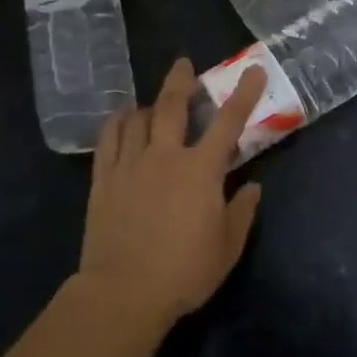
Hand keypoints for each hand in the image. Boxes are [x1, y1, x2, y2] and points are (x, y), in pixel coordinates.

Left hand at [80, 58, 267, 324]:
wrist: (123, 293)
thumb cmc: (184, 271)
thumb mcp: (227, 246)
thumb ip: (242, 212)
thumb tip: (252, 187)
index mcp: (201, 170)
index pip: (228, 122)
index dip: (244, 94)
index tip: (253, 70)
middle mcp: (165, 156)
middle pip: (172, 106)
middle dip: (181, 81)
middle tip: (184, 64)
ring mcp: (130, 165)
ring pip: (138, 119)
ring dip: (149, 103)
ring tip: (153, 99)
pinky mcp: (103, 180)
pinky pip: (108, 140)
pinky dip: (116, 123)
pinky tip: (121, 118)